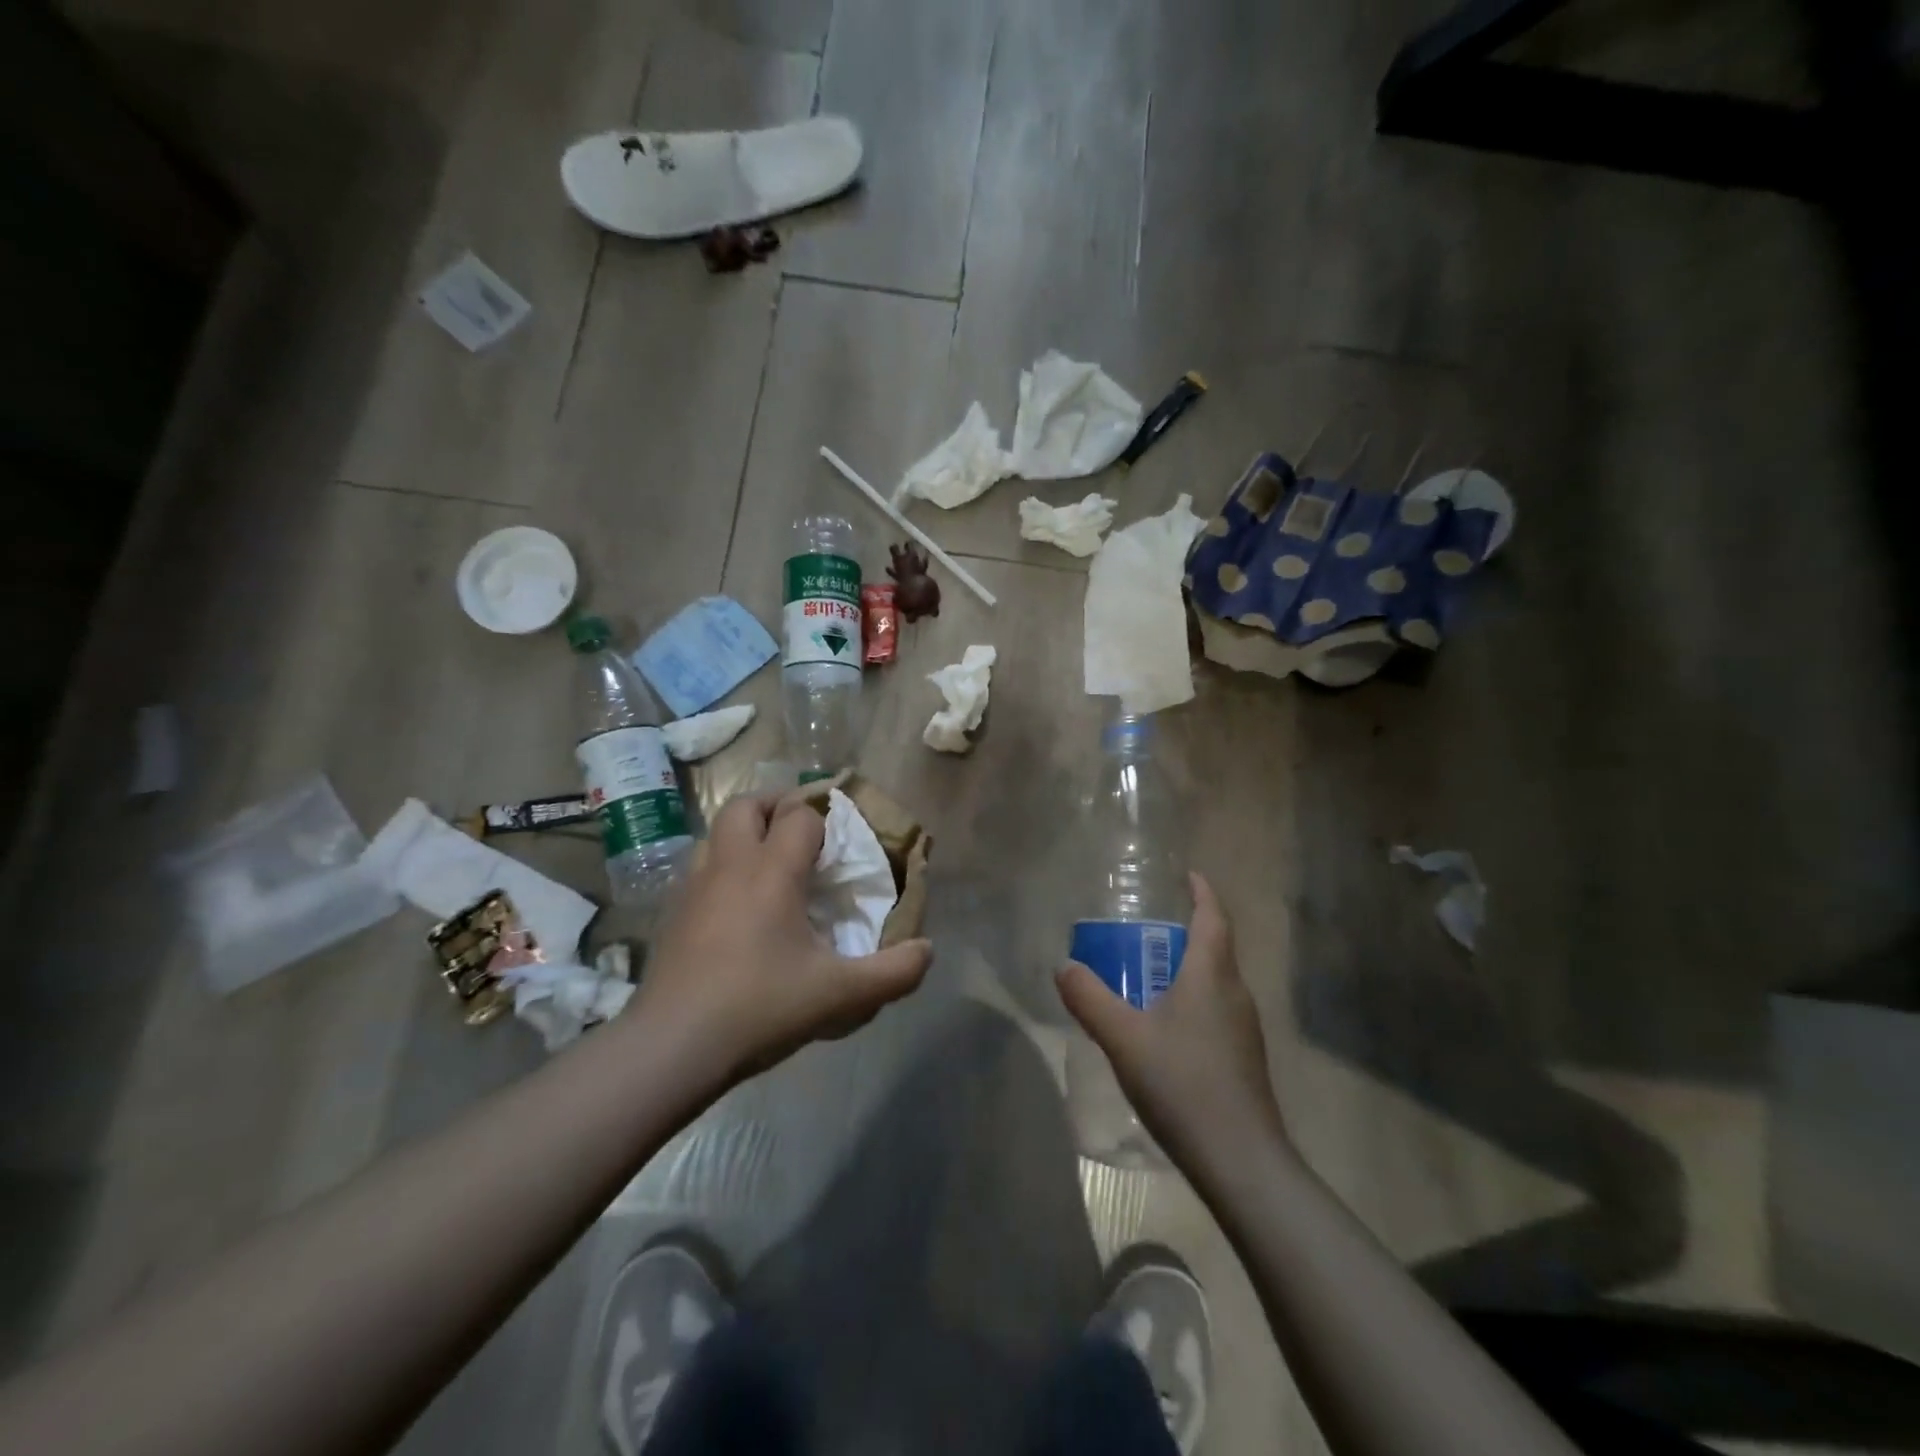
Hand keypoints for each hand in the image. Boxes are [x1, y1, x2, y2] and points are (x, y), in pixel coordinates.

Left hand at [634, 792, 932, 1085]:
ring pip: (716, 832)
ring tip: (770, 863)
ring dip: (745, 833)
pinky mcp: (673, 913)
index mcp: (771, 872)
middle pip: (747, 805)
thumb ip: (893, 973)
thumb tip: (927, 950)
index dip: (824, 818)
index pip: (800, 817)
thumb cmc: (760, 1007)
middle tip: (802, 832)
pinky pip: (700, 867)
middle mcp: (730, 865)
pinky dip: (722, 866)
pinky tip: (737, 905)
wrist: (672, 1046)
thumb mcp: (840, 995)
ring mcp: (694, 886)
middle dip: (777, 806)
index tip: (843, 837)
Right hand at [1056, 873, 1287, 1171]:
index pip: (1213, 918)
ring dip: (1187, 969)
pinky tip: (1163, 1030)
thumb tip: (1063, 967)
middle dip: (1185, 932)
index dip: (1202, 892)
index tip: (1188, 875)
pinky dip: (1191, 1001)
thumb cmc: (1183, 1084)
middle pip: (1215, 948)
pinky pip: (1215, 1011)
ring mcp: (1244, 1029)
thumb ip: (1090, 999)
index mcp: (1212, 976)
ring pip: (1215, 983)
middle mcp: (1235, 994)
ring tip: (1148, 976)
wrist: (1241, 1160)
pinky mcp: (1243, 1059)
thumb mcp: (1124, 1038)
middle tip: (1146, 930)